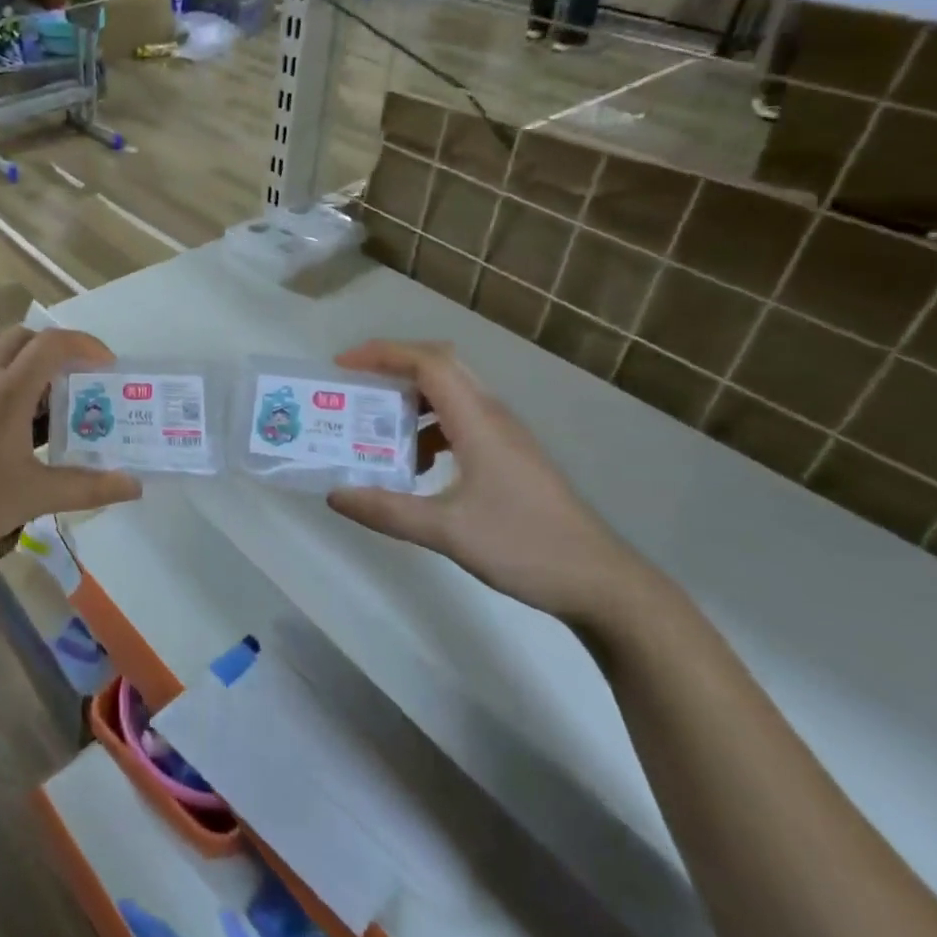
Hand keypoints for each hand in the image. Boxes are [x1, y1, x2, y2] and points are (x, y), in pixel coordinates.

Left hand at [0, 326, 141, 575]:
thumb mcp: (35, 496)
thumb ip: (88, 487)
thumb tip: (135, 486)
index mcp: (7, 390)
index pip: (51, 344)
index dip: (85, 345)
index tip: (108, 366)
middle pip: (22, 336)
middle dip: (56, 347)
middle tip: (78, 377)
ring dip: (21, 351)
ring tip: (41, 385)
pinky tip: (6, 409)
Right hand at [326, 340, 654, 625]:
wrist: (602, 582)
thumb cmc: (525, 546)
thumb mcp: (447, 531)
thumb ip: (387, 510)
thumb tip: (334, 493)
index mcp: (478, 421)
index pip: (428, 363)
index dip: (382, 354)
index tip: (341, 366)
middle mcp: (492, 416)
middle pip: (440, 366)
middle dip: (392, 367)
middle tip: (353, 386)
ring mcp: (505, 435)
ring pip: (451, 394)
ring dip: (410, 399)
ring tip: (375, 427)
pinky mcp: (510, 455)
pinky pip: (460, 420)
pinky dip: (428, 427)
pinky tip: (415, 465)